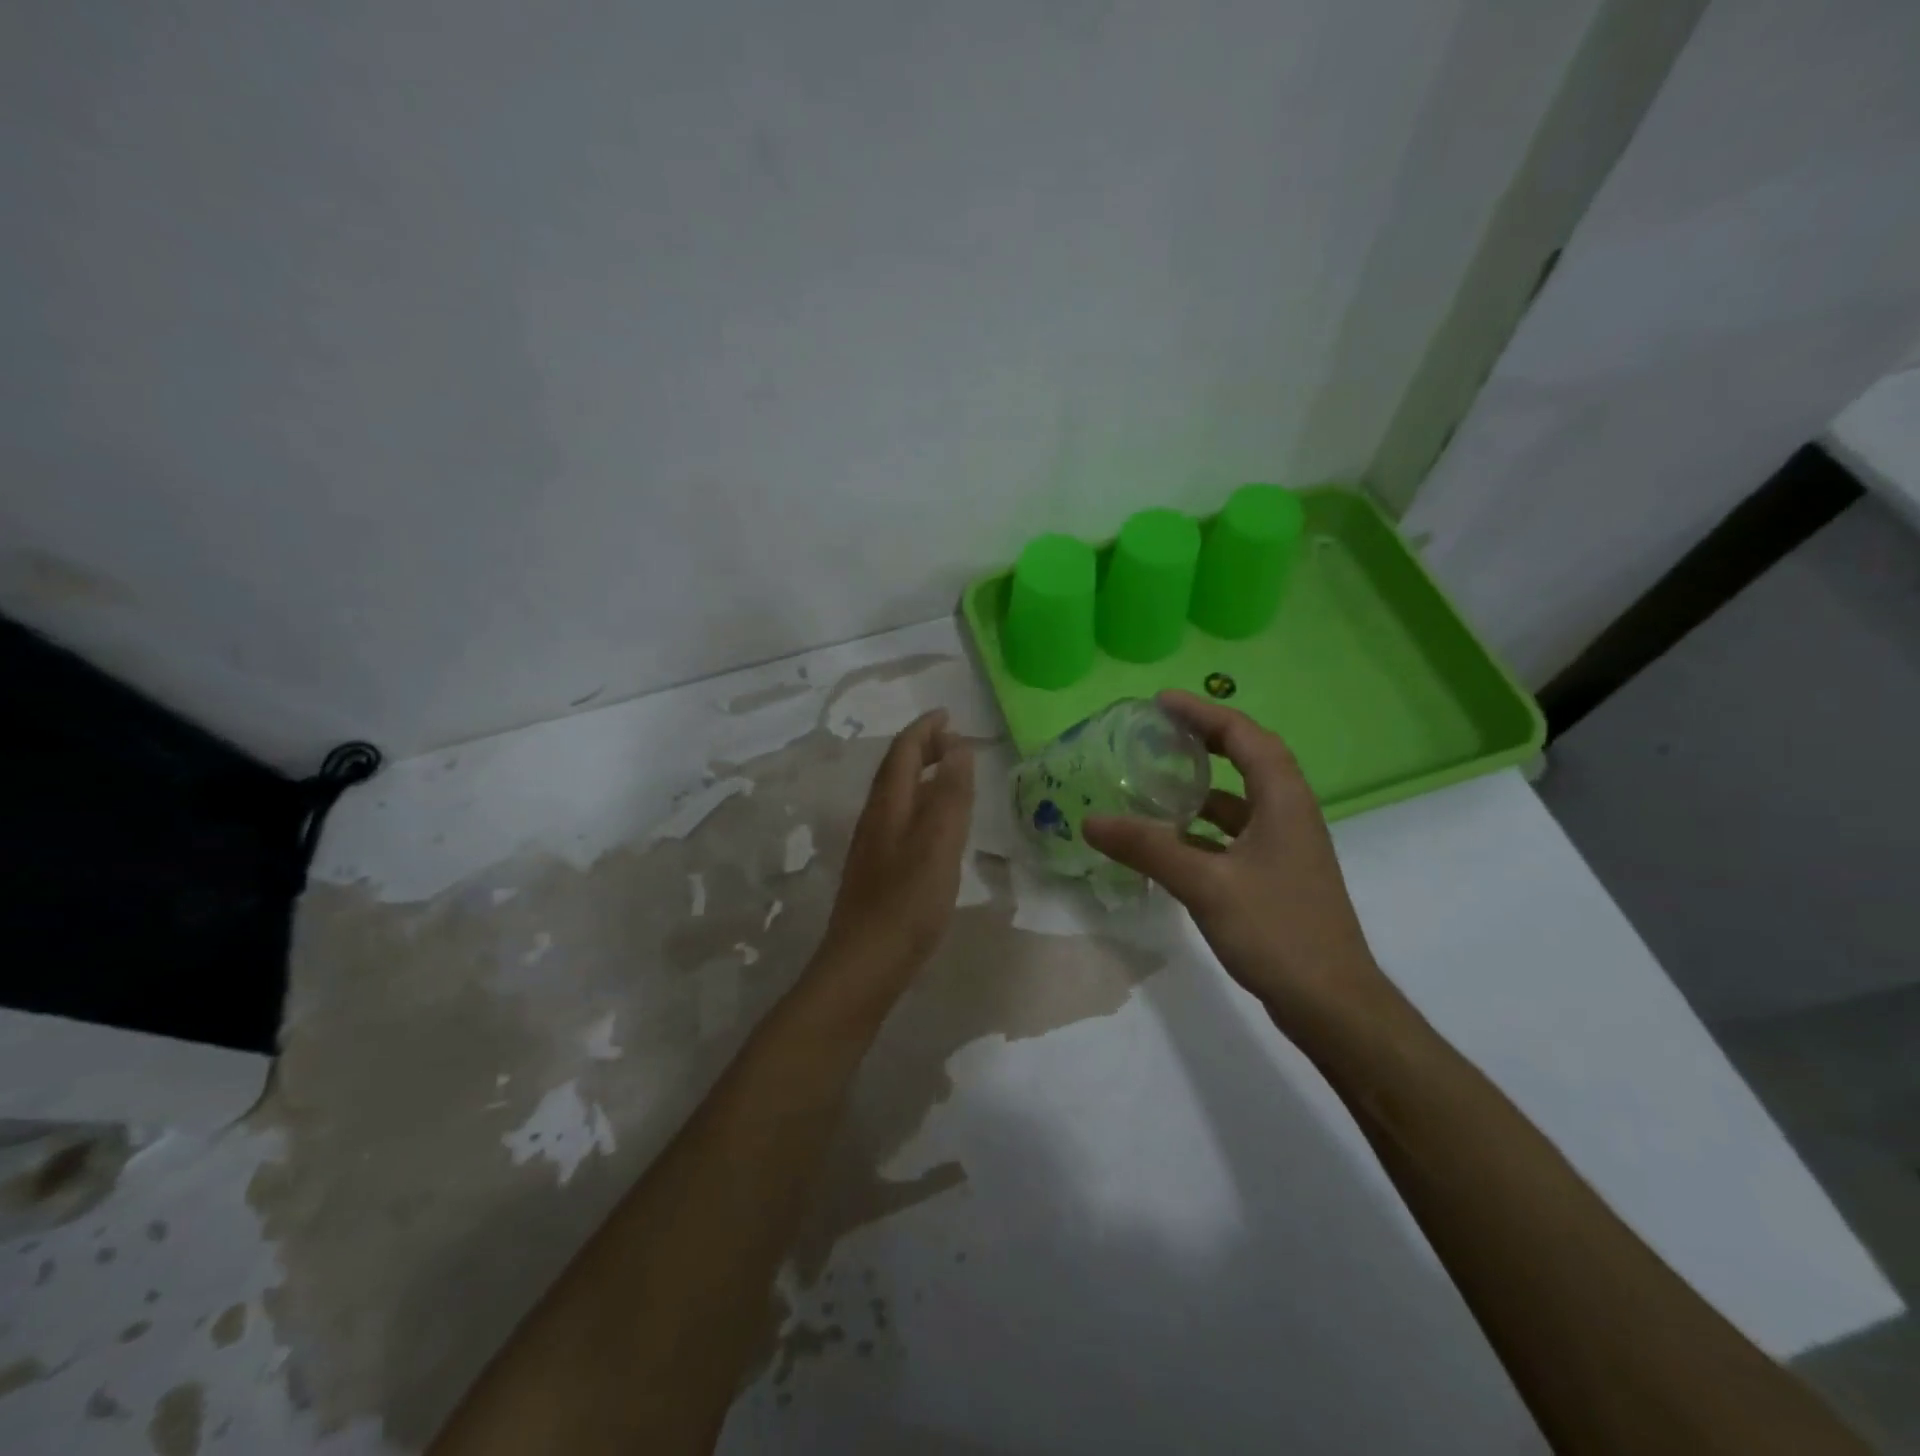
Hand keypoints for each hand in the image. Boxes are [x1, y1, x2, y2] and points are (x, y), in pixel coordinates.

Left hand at [818, 709, 975, 981]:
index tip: (948, 714)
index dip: (924, 729)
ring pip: (896, 796)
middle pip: (895, 770)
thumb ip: (950, 794)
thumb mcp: (938, 844)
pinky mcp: (878, 871)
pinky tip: (935, 825)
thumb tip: (957, 747)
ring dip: (920, 775)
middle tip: (952, 738)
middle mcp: (875, 818)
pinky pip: (900, 820)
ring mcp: (873, 846)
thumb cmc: (906, 902)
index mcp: (888, 806)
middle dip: (921, 747)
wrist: (864, 965)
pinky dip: (920, 805)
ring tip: (948, 773)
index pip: (903, 752)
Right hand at [1084, 692, 1385, 1021]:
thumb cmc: (1276, 930)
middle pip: (1248, 759)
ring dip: (1203, 787)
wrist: (1331, 1003)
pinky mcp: (1277, 876)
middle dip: (1205, 740)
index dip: (1203, 713)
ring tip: (1157, 782)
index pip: (1245, 736)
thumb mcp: (1205, 884)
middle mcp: (1290, 814)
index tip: (1161, 703)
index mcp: (1284, 800)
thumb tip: (1091, 820)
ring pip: (1241, 801)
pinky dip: (1204, 829)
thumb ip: (1147, 848)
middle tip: (1159, 733)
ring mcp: (1286, 847)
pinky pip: (1236, 834)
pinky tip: (1170, 842)